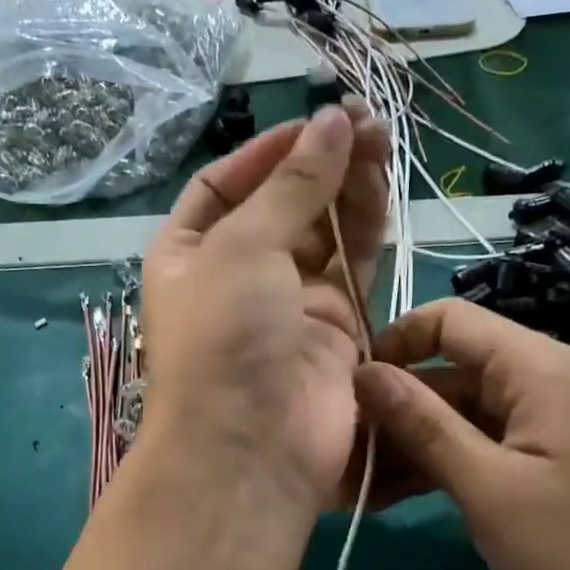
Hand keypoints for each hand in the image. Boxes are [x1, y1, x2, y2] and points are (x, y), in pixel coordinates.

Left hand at [136, 104, 389, 511]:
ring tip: (379, 139)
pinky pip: (352, 264)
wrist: (253, 449)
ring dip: (347, 185)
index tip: (312, 121)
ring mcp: (287, 302)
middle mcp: (236, 274)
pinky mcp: (333, 326)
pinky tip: (382, 182)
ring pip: (322, 230)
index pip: (224, 185)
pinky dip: (366, 225)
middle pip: (280, 203)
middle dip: (317, 162)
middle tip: (364, 121)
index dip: (266, 151)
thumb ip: (292, 185)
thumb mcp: (243, 248)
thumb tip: (331, 121)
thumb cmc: (225, 338)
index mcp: (188, 253)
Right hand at [353, 298, 569, 569]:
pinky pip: (465, 449)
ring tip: (346, 485)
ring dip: (399, 446)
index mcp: (533, 367)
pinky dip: (427, 468)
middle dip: (387, 410)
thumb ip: (422, 424)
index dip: (394, 344)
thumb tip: (363, 373)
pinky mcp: (525, 465)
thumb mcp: (488, 486)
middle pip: (442, 373)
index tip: (348, 387)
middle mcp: (531, 383)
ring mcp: (529, 426)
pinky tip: (380, 498)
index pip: (448, 320)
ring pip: (447, 416)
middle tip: (334, 453)